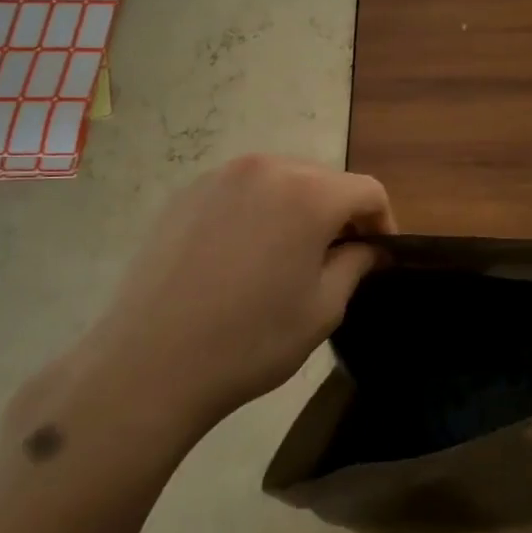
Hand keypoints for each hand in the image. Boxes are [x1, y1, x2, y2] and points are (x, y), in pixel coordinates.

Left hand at [10, 156, 393, 490]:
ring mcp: (221, 177)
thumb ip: (356, 265)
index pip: (367, 190)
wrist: (148, 363)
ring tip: (289, 255)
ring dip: (299, 209)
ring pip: (282, 180)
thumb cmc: (250, 340)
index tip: (380, 255)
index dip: (383, 221)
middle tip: (338, 258)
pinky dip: (259, 211)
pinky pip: (242, 191)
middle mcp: (267, 168)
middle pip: (324, 180)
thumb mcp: (322, 308)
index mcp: (309, 193)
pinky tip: (244, 255)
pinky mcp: (187, 194)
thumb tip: (370, 248)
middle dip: (340, 214)